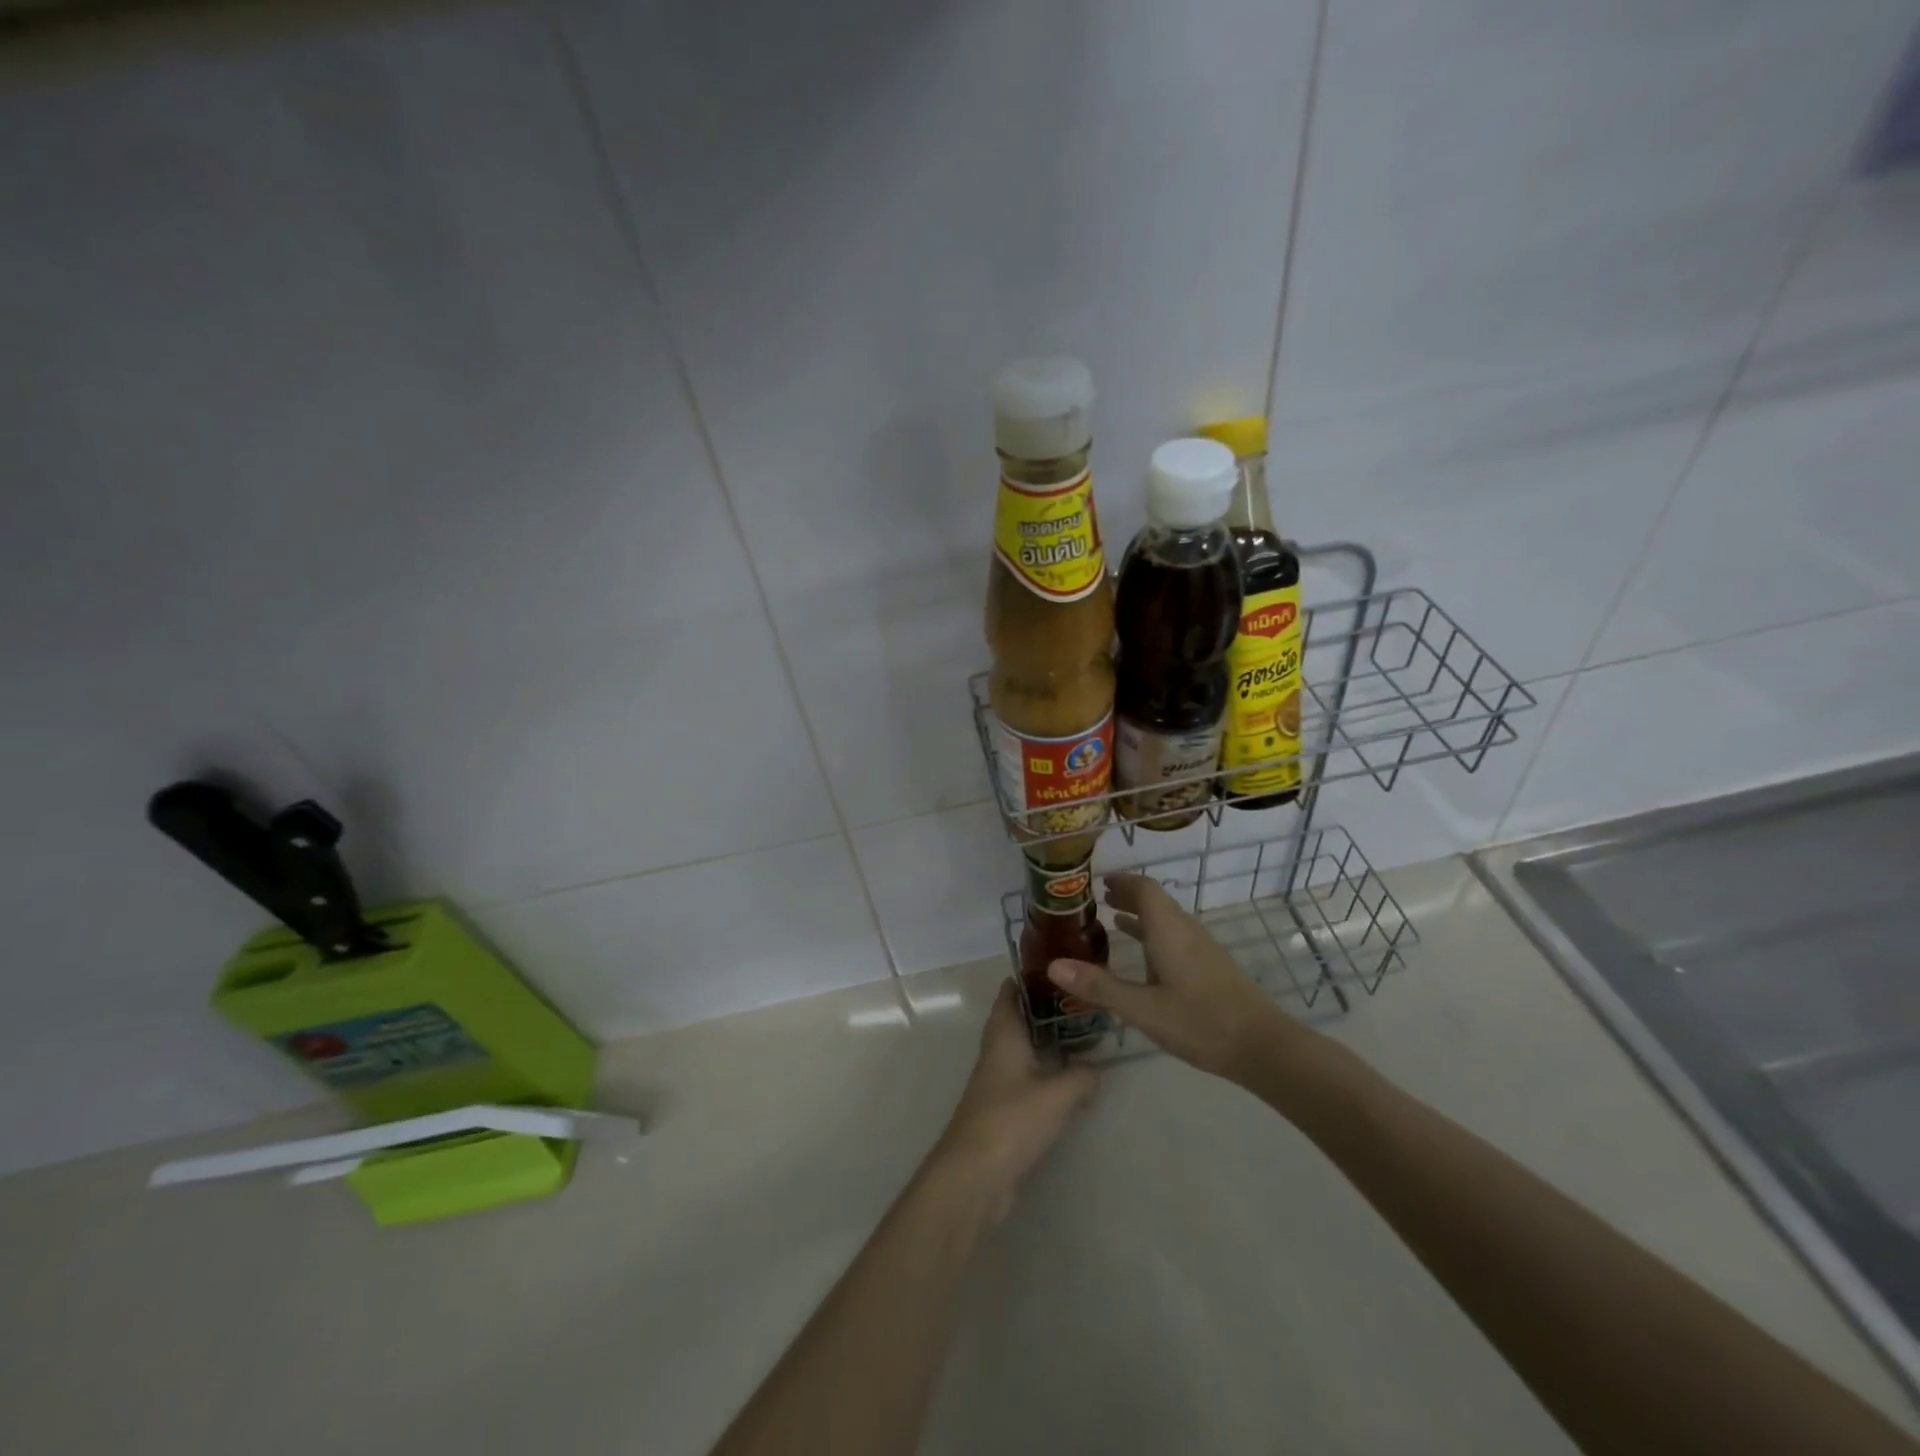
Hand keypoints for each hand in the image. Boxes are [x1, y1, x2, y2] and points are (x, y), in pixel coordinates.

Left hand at [930, 981, 1097, 1213]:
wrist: (974, 1175)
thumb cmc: (1011, 1120)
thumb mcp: (1057, 1095)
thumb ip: (1081, 1077)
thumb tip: (1095, 1070)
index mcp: (1003, 1036)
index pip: (1009, 994)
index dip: (1026, 978)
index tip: (1053, 967)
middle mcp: (996, 1052)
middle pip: (1016, 1020)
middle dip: (1043, 1010)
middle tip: (1078, 1002)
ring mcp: (996, 1082)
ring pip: (1021, 1051)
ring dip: (1045, 1043)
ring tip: (1080, 1037)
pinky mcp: (1001, 1110)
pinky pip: (1025, 1080)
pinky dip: (1044, 1074)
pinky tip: (1067, 1083)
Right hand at [1047, 873, 1297, 1081]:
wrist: (1263, 1047)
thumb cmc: (1200, 1022)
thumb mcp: (1142, 1009)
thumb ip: (1099, 986)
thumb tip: (1053, 966)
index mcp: (1169, 930)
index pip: (1145, 888)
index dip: (1122, 880)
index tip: (1098, 881)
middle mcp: (1186, 930)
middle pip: (1156, 900)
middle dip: (1128, 894)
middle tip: (1098, 898)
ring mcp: (1202, 947)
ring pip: (1167, 918)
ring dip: (1141, 914)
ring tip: (1113, 919)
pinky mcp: (1211, 965)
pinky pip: (1176, 935)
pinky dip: (1154, 933)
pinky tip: (1145, 955)